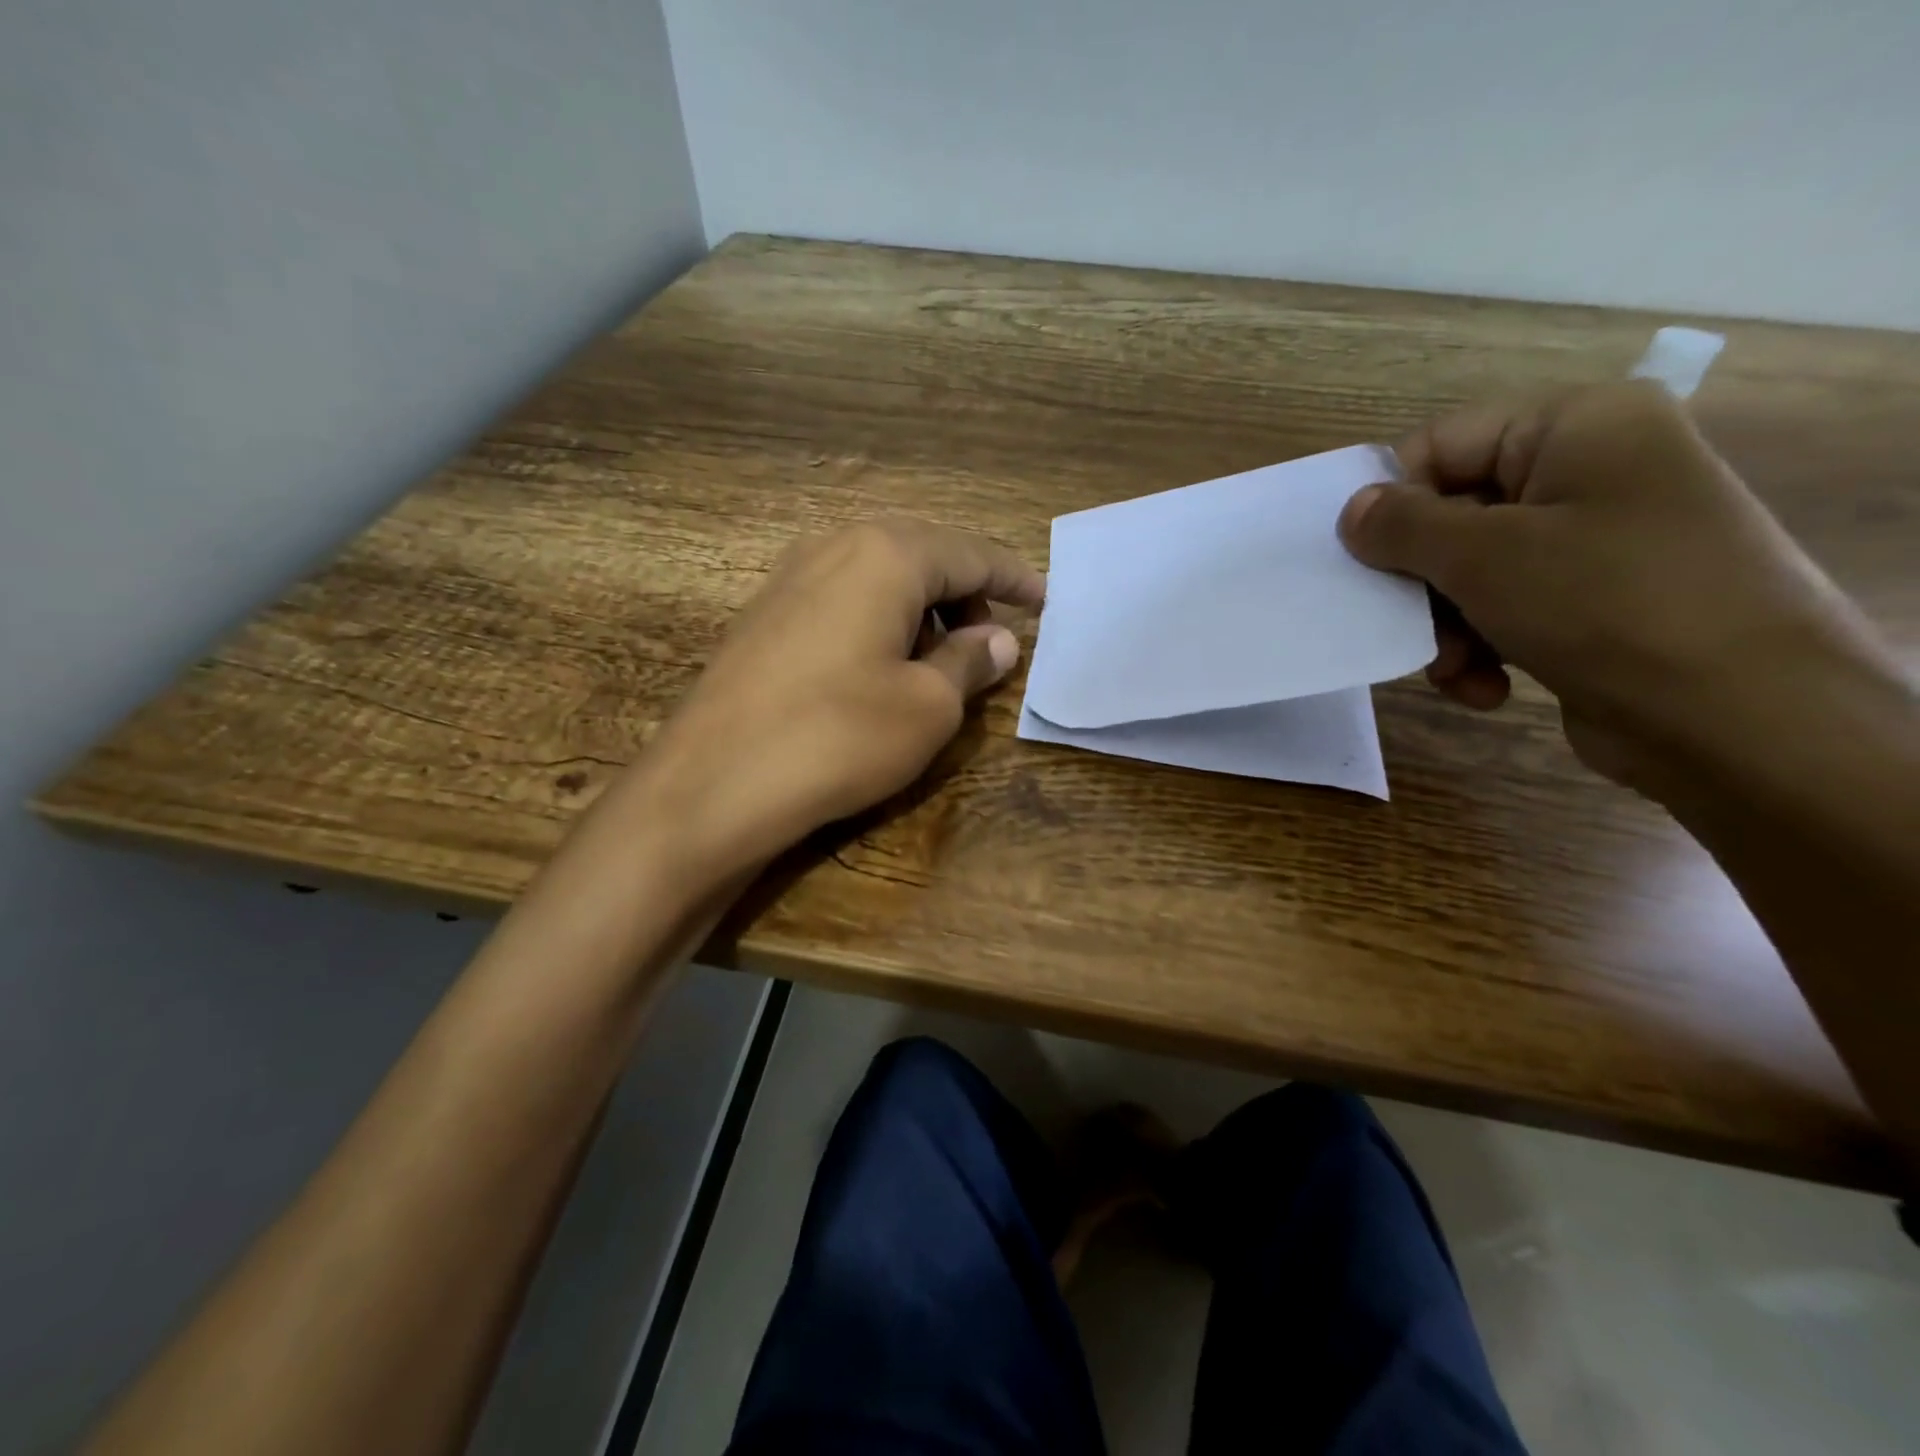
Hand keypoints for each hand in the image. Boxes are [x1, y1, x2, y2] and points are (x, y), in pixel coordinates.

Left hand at [632, 518, 1044, 878]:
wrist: (713, 783)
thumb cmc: (839, 737)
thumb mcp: (927, 706)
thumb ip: (969, 661)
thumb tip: (998, 639)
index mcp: (886, 555)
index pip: (970, 553)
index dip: (1014, 579)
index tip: (1046, 601)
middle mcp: (835, 546)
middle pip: (921, 554)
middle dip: (965, 592)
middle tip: (991, 637)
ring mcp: (790, 576)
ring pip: (878, 575)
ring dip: (920, 608)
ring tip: (939, 658)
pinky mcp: (764, 614)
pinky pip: (842, 598)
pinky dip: (878, 620)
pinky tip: (881, 665)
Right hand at [1337, 381, 1882, 790]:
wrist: (1741, 718)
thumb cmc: (1606, 604)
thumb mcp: (1483, 555)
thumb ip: (1400, 525)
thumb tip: (1352, 510)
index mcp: (1577, 427)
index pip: (1441, 444)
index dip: (1392, 501)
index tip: (1363, 562)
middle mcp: (1590, 471)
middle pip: (1453, 513)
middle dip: (1421, 582)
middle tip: (1407, 625)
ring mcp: (1596, 540)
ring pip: (1470, 571)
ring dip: (1445, 627)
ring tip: (1455, 669)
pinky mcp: (1594, 601)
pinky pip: (1505, 609)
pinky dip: (1483, 650)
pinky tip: (1488, 687)